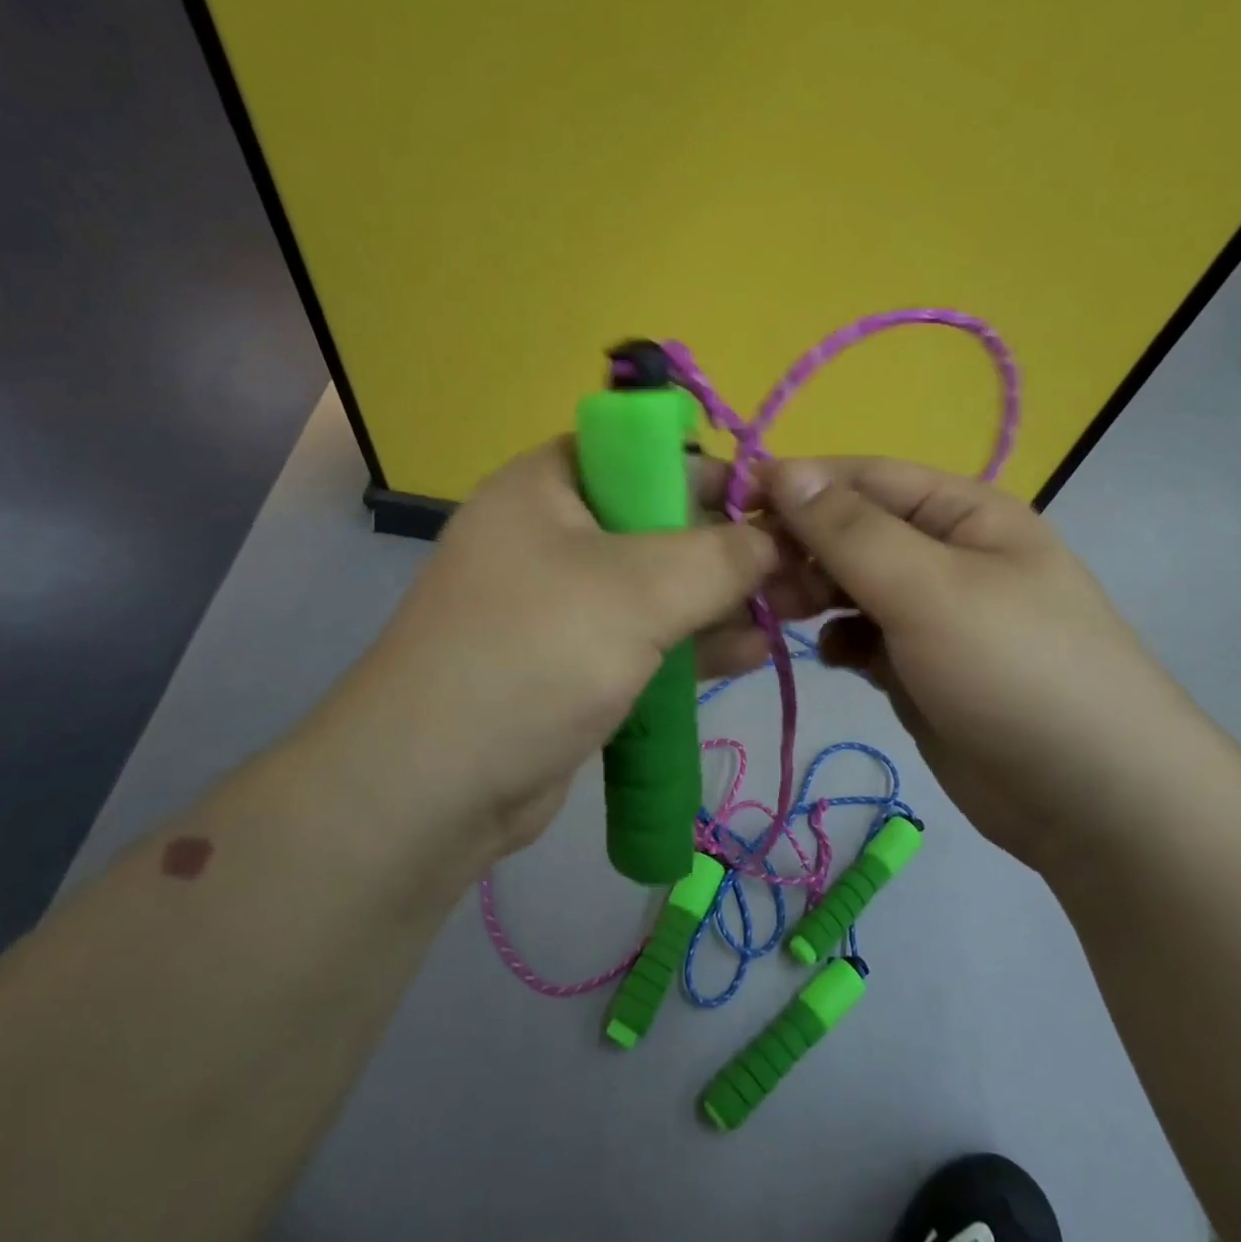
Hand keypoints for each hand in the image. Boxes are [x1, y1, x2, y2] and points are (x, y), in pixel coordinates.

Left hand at [306, 440, 834, 870]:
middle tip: (806, 572)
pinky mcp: (573, 662)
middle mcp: (553, 534)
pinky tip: (753, 653)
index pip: (647, 454)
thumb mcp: (638, 590)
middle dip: (733, 549)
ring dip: (724, 601)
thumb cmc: (534, 655)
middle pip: (661, 523)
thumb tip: (777, 538)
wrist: (434, 787)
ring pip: (659, 587)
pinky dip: (694, 644)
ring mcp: (562, 603)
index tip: (779, 511)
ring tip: (797, 613)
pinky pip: (645, 638)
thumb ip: (720, 556)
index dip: (716, 475)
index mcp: (550, 485)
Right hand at [764, 458, 1222, 869]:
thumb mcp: (929, 588)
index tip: (733, 507)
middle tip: (754, 581)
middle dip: (802, 549)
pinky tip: (835, 659)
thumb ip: (850, 530)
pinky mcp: (920, 669)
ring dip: (814, 595)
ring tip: (782, 617)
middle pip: (852, 532)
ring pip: (852, 586)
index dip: (799, 485)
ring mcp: (933, 615)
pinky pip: (864, 637)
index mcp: (962, 513)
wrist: (1094, 802)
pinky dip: (841, 641)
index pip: (864, 478)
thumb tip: (783, 470)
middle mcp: (946, 554)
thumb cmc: (1014, 671)